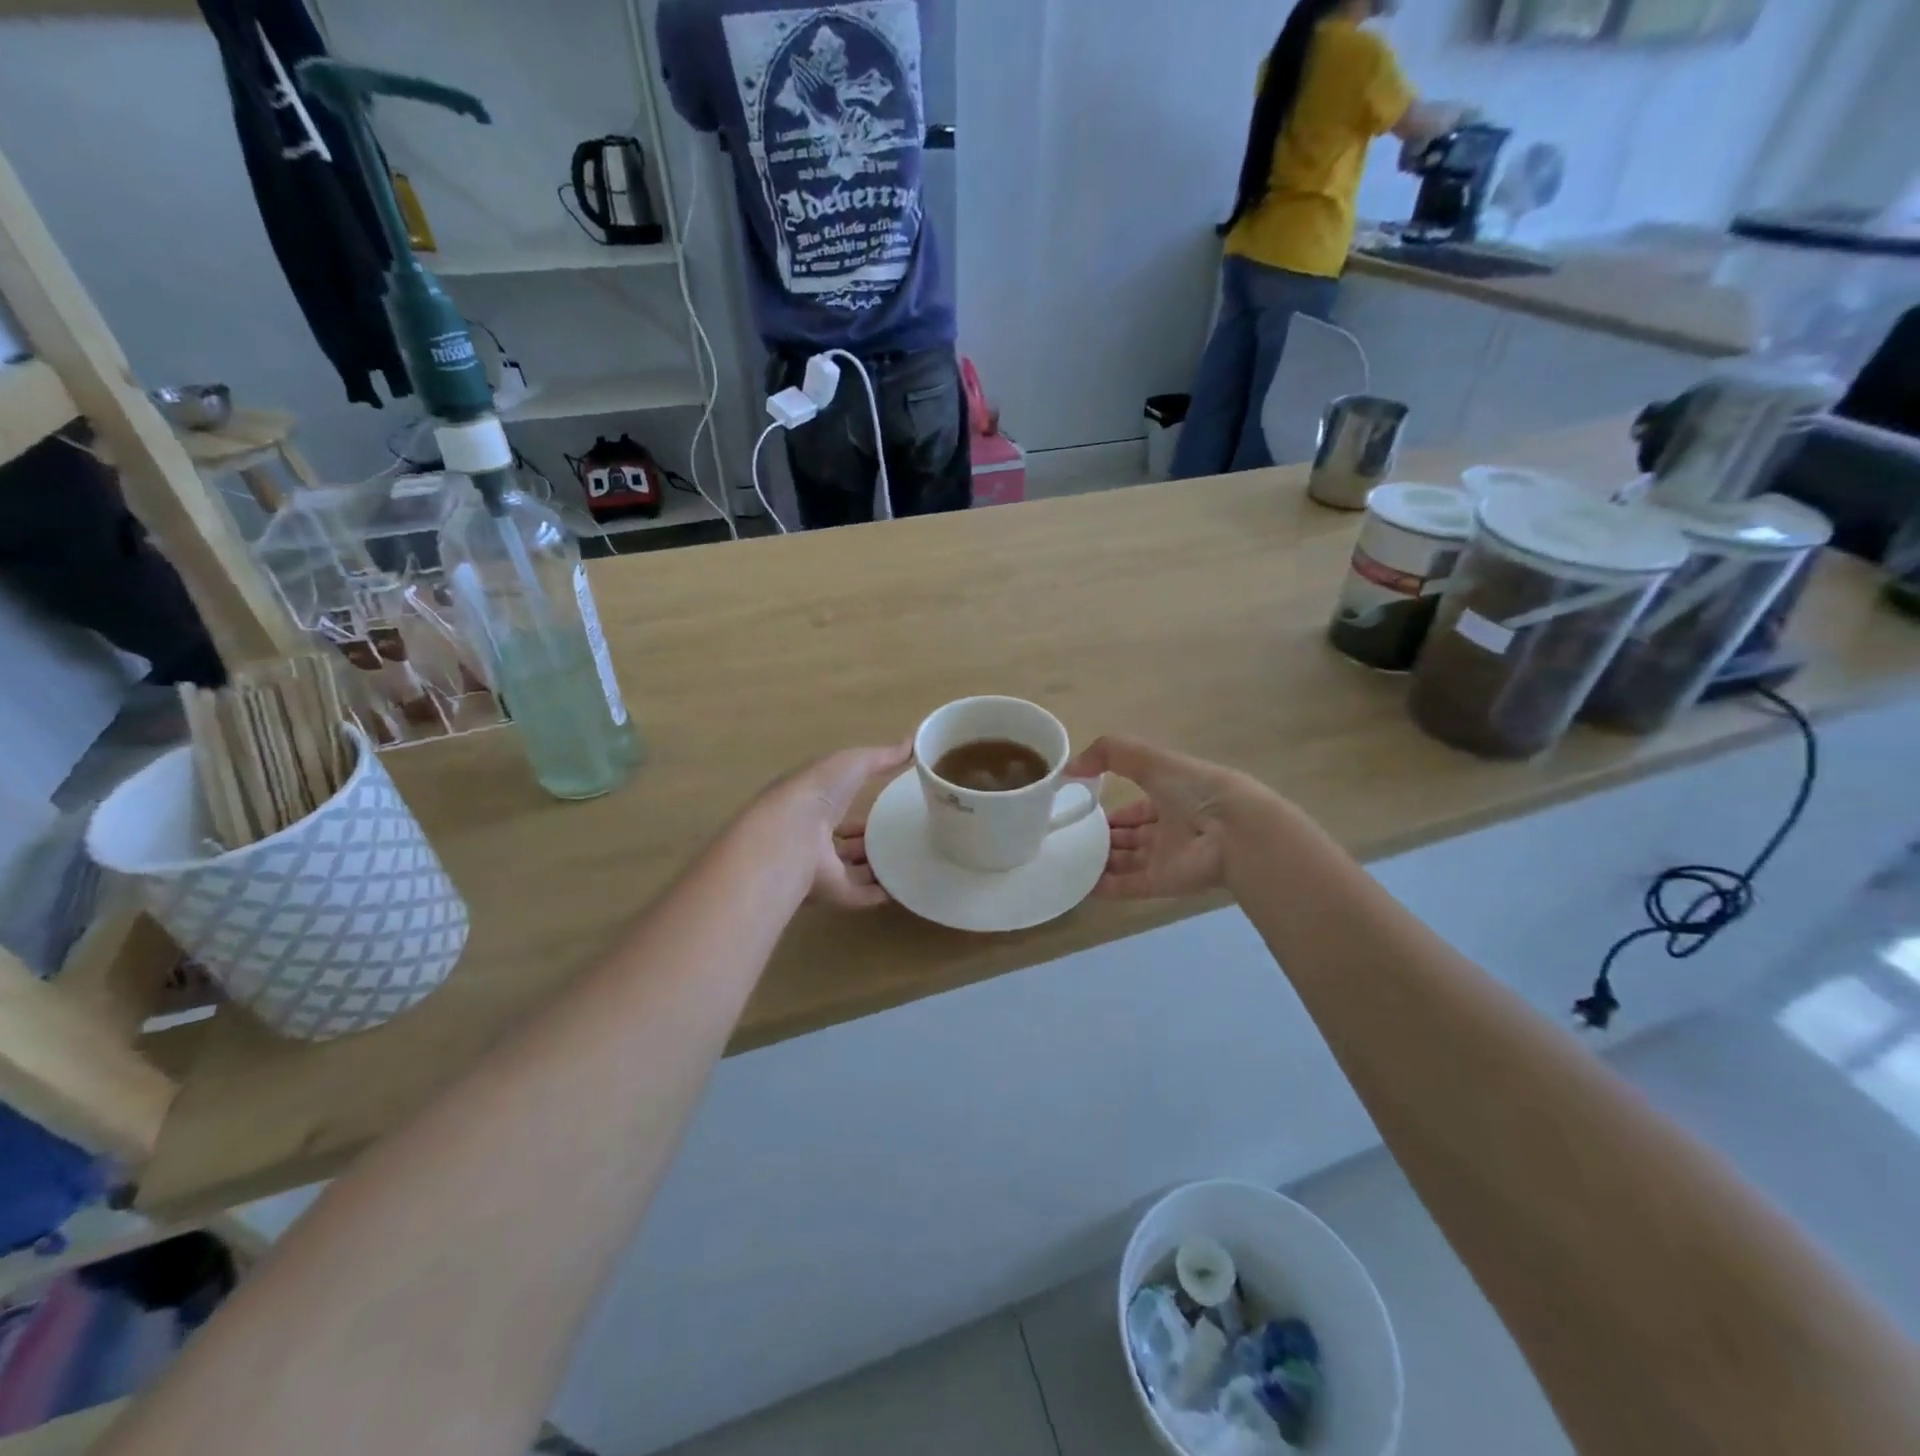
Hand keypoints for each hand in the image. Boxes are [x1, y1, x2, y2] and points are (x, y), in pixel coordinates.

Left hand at [763, 741, 911, 908]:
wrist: (792, 834)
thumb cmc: (819, 791)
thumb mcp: (853, 763)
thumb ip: (881, 756)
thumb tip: (912, 742)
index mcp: (814, 803)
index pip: (838, 805)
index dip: (859, 804)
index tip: (888, 804)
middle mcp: (814, 837)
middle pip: (845, 842)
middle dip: (869, 839)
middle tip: (904, 837)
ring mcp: (822, 868)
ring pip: (853, 870)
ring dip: (877, 867)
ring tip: (912, 861)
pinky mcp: (833, 893)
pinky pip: (861, 895)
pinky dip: (882, 893)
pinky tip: (906, 887)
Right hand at [1064, 736, 1264, 899]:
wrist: (1233, 833)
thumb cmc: (1194, 790)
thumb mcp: (1151, 759)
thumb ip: (1110, 753)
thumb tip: (1070, 768)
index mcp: (1172, 797)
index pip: (1137, 806)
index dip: (1112, 808)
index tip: (1082, 810)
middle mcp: (1170, 828)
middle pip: (1130, 836)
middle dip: (1103, 837)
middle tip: (1069, 837)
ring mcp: (1166, 858)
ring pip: (1126, 862)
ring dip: (1099, 861)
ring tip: (1066, 859)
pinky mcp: (1162, 883)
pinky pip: (1127, 886)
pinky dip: (1103, 886)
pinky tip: (1077, 884)